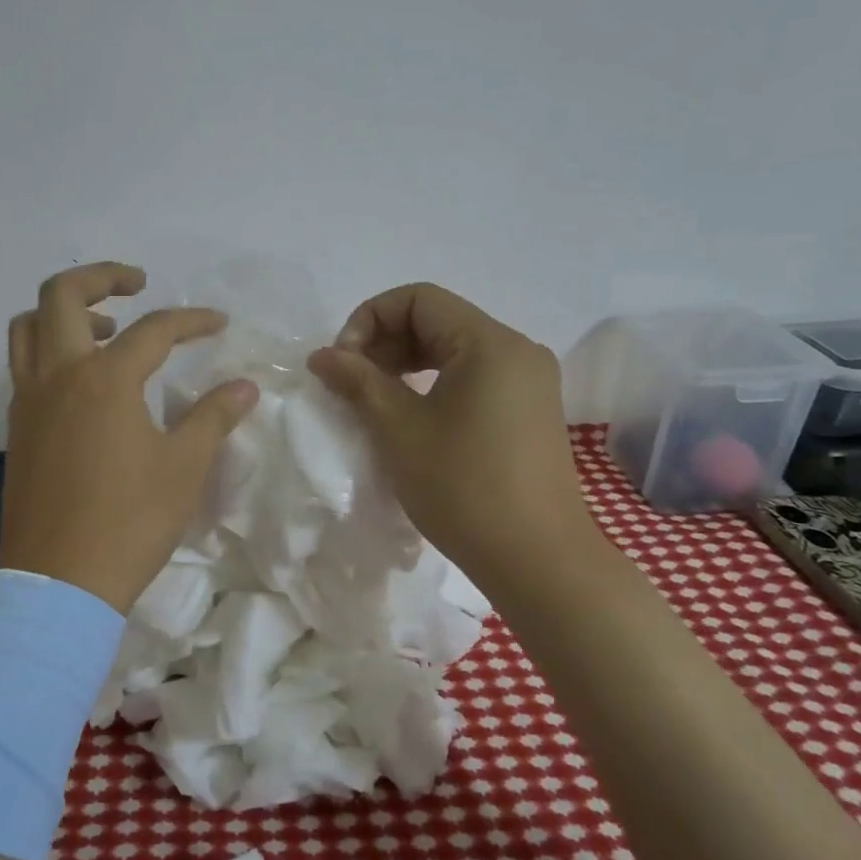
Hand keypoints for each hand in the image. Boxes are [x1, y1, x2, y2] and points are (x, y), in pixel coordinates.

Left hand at [0, 262, 259, 612]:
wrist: (59, 584)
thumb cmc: (129, 522)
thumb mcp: (184, 467)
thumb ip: (213, 417)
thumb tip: (244, 386)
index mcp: (104, 379)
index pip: (153, 329)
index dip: (191, 320)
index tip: (217, 324)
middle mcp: (57, 377)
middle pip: (59, 295)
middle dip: (100, 277)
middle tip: (136, 284)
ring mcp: (28, 402)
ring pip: (28, 328)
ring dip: (63, 312)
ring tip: (106, 330)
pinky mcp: (16, 430)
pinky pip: (24, 367)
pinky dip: (50, 351)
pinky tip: (85, 384)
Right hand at [307, 283, 599, 577]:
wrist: (538, 560)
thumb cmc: (463, 488)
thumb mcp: (398, 429)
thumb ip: (357, 380)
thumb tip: (322, 355)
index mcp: (489, 342)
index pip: (418, 299)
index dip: (369, 318)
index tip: (343, 361)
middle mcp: (516, 349)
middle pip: (437, 319)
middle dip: (385, 340)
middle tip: (351, 381)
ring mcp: (529, 381)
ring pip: (454, 348)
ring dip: (406, 362)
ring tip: (373, 397)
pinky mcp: (530, 409)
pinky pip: (473, 375)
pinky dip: (434, 382)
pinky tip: (411, 414)